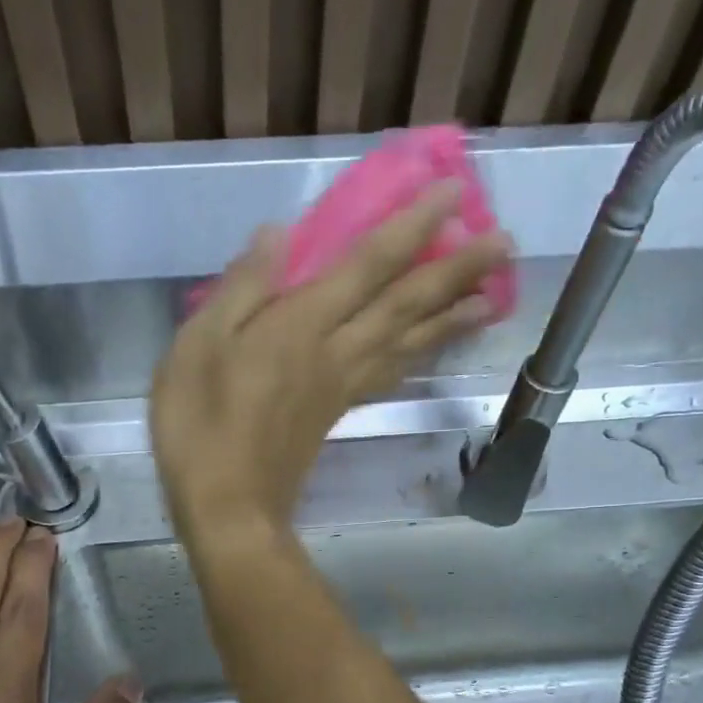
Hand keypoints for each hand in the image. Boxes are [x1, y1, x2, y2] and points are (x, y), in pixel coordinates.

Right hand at [151, 183, 510, 543]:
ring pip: (408, 344)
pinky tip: (430, 350)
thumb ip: (242, 288)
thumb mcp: (198, 347)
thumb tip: (279, 233)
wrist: (228, 509)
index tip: (455, 194)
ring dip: (451, 317)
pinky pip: (389, 376)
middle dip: (455, 271)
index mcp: (301, 327)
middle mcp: (336, 352)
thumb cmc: (200, 426)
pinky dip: (417, 358)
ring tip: (491, 296)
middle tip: (504, 244)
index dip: (413, 227)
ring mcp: (341, 387)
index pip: (369, 266)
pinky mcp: (336, 414)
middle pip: (405, 306)